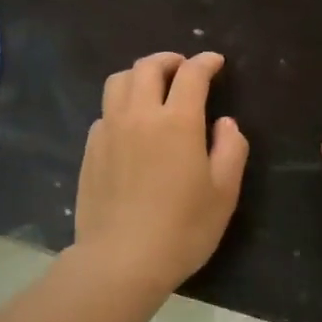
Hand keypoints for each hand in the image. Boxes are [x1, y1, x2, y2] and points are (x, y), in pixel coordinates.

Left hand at [75, 51, 248, 295]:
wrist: (121, 260)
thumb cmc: (183, 229)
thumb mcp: (224, 192)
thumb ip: (231, 150)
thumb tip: (225, 123)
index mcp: (177, 121)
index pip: (191, 74)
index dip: (205, 62)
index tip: (215, 62)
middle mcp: (139, 115)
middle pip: (148, 68)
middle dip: (169, 61)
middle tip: (183, 69)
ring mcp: (109, 131)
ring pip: (118, 82)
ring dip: (139, 75)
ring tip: (152, 87)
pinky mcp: (90, 150)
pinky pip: (104, 112)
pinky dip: (121, 105)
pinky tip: (130, 125)